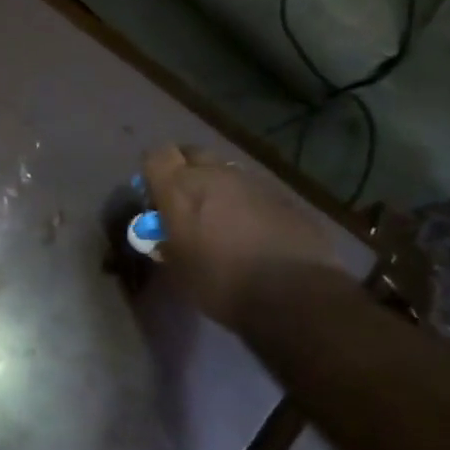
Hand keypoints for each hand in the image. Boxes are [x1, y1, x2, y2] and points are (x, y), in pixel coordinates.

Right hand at [143, 144, 336, 326]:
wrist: (295, 295)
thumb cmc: (221, 281)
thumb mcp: (178, 270)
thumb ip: (167, 244)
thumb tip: (164, 238)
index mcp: (180, 188)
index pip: (156, 156)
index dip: (154, 172)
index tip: (156, 195)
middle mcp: (215, 174)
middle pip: (192, 154)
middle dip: (186, 171)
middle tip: (187, 202)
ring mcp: (253, 182)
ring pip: (227, 172)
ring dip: (220, 188)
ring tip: (224, 220)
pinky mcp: (284, 197)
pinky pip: (256, 192)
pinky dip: (249, 205)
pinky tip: (255, 233)